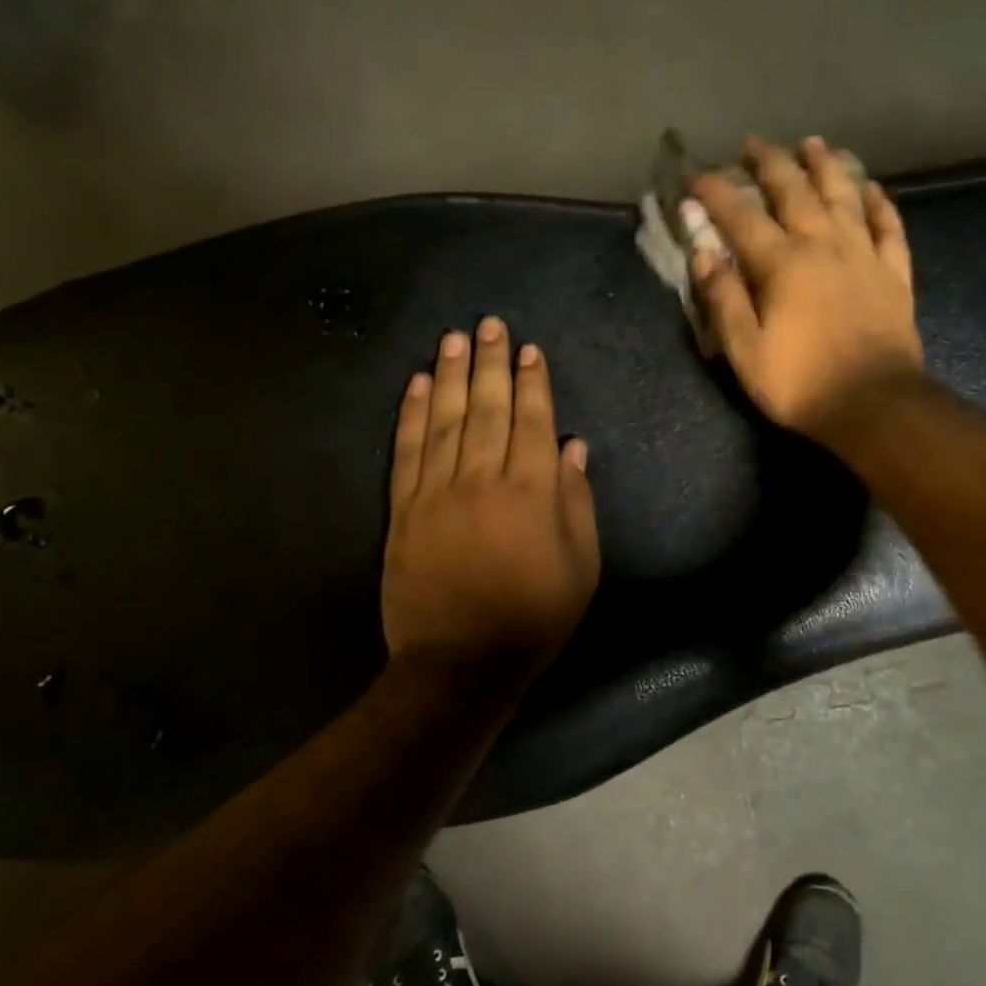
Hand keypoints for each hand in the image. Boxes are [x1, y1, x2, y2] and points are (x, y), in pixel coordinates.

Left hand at [383, 317, 599, 686]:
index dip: (533, 383)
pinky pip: (407, 450)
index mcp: (533, 491)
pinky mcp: (404, 509)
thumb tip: (573, 447)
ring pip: (445, 419)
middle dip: (490, 362)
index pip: (533, 421)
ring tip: (454, 338)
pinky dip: (411, 414)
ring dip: (450, 374)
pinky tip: (415, 384)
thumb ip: (577, 501)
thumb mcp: (581, 566)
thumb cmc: (534, 616)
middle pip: (487, 407)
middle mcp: (484, 478)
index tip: (529, 350)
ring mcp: (438, 490)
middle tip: (489, 325)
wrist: (462, 661)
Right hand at [690, 136, 921, 444]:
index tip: (696, 174)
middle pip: (795, 191)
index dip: (716, 193)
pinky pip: (888, 226)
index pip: (742, 217)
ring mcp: (863, 255)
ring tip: (813, 143)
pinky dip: (879, 203)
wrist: (875, 404)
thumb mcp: (745, 351)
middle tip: (754, 142)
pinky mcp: (893, 274)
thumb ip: (723, 298)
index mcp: (782, 264)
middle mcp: (823, 245)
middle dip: (770, 162)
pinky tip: (871, 188)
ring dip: (825, 166)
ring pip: (844, 196)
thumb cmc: (801, 383)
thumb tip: (703, 252)